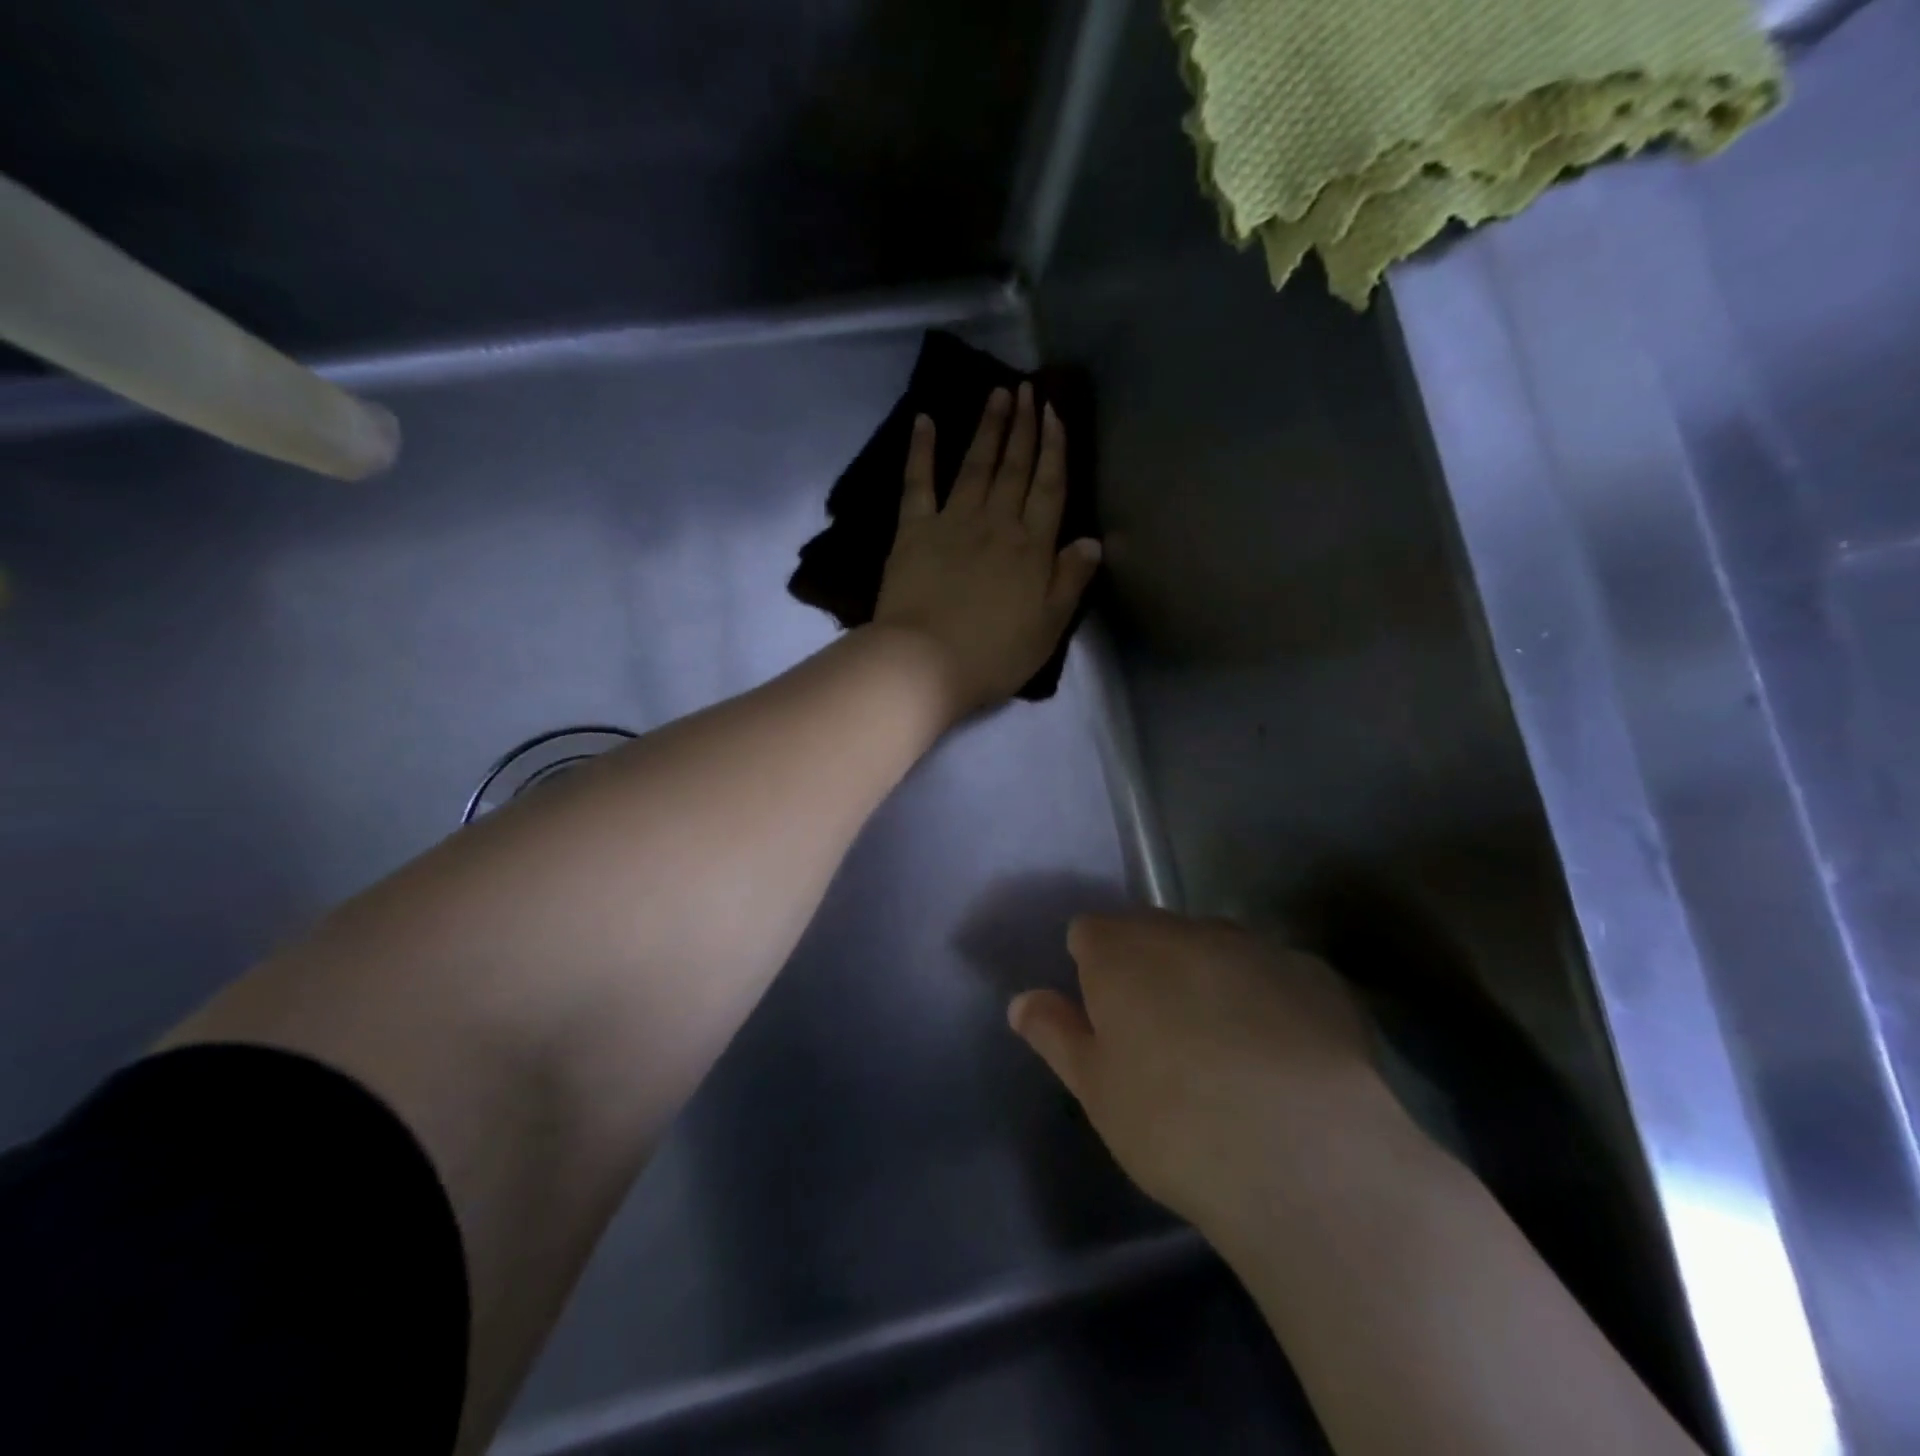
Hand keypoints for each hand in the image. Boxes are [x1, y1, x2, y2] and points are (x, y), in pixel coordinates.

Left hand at [872, 383, 1101, 715]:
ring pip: (975, 466)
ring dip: (988, 428)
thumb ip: (1070, 581)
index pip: (1049, 488)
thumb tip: (1092, 541)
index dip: (1054, 449)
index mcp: (1032, 548)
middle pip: (1014, 469)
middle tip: (1028, 389)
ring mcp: (952, 522)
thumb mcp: (1048, 627)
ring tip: (998, 394)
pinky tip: (924, 421)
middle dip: (1024, 427)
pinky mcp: (912, 531)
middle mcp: (995, 523)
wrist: (925, 663)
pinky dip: (921, 451)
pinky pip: (917, 483)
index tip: (1056, 413)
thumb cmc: (993, 654)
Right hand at [1009, 911, 1410, 1238]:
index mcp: (1120, 950)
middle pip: (1152, 934)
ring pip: (1215, 950)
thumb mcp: (1095, 1089)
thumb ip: (1054, 1033)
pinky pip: (1273, 974)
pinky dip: (1267, 1001)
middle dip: (1148, 971)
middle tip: (1161, 1043)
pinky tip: (1283, 1060)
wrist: (1305, 1156)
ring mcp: (1255, 946)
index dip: (1090, 970)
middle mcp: (1185, 929)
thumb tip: (1022, 1000)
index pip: (1088, 933)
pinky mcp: (1316, 975)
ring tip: (1225, 1054)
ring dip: (1208, 981)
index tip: (1104, 1020)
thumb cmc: (1172, 1123)